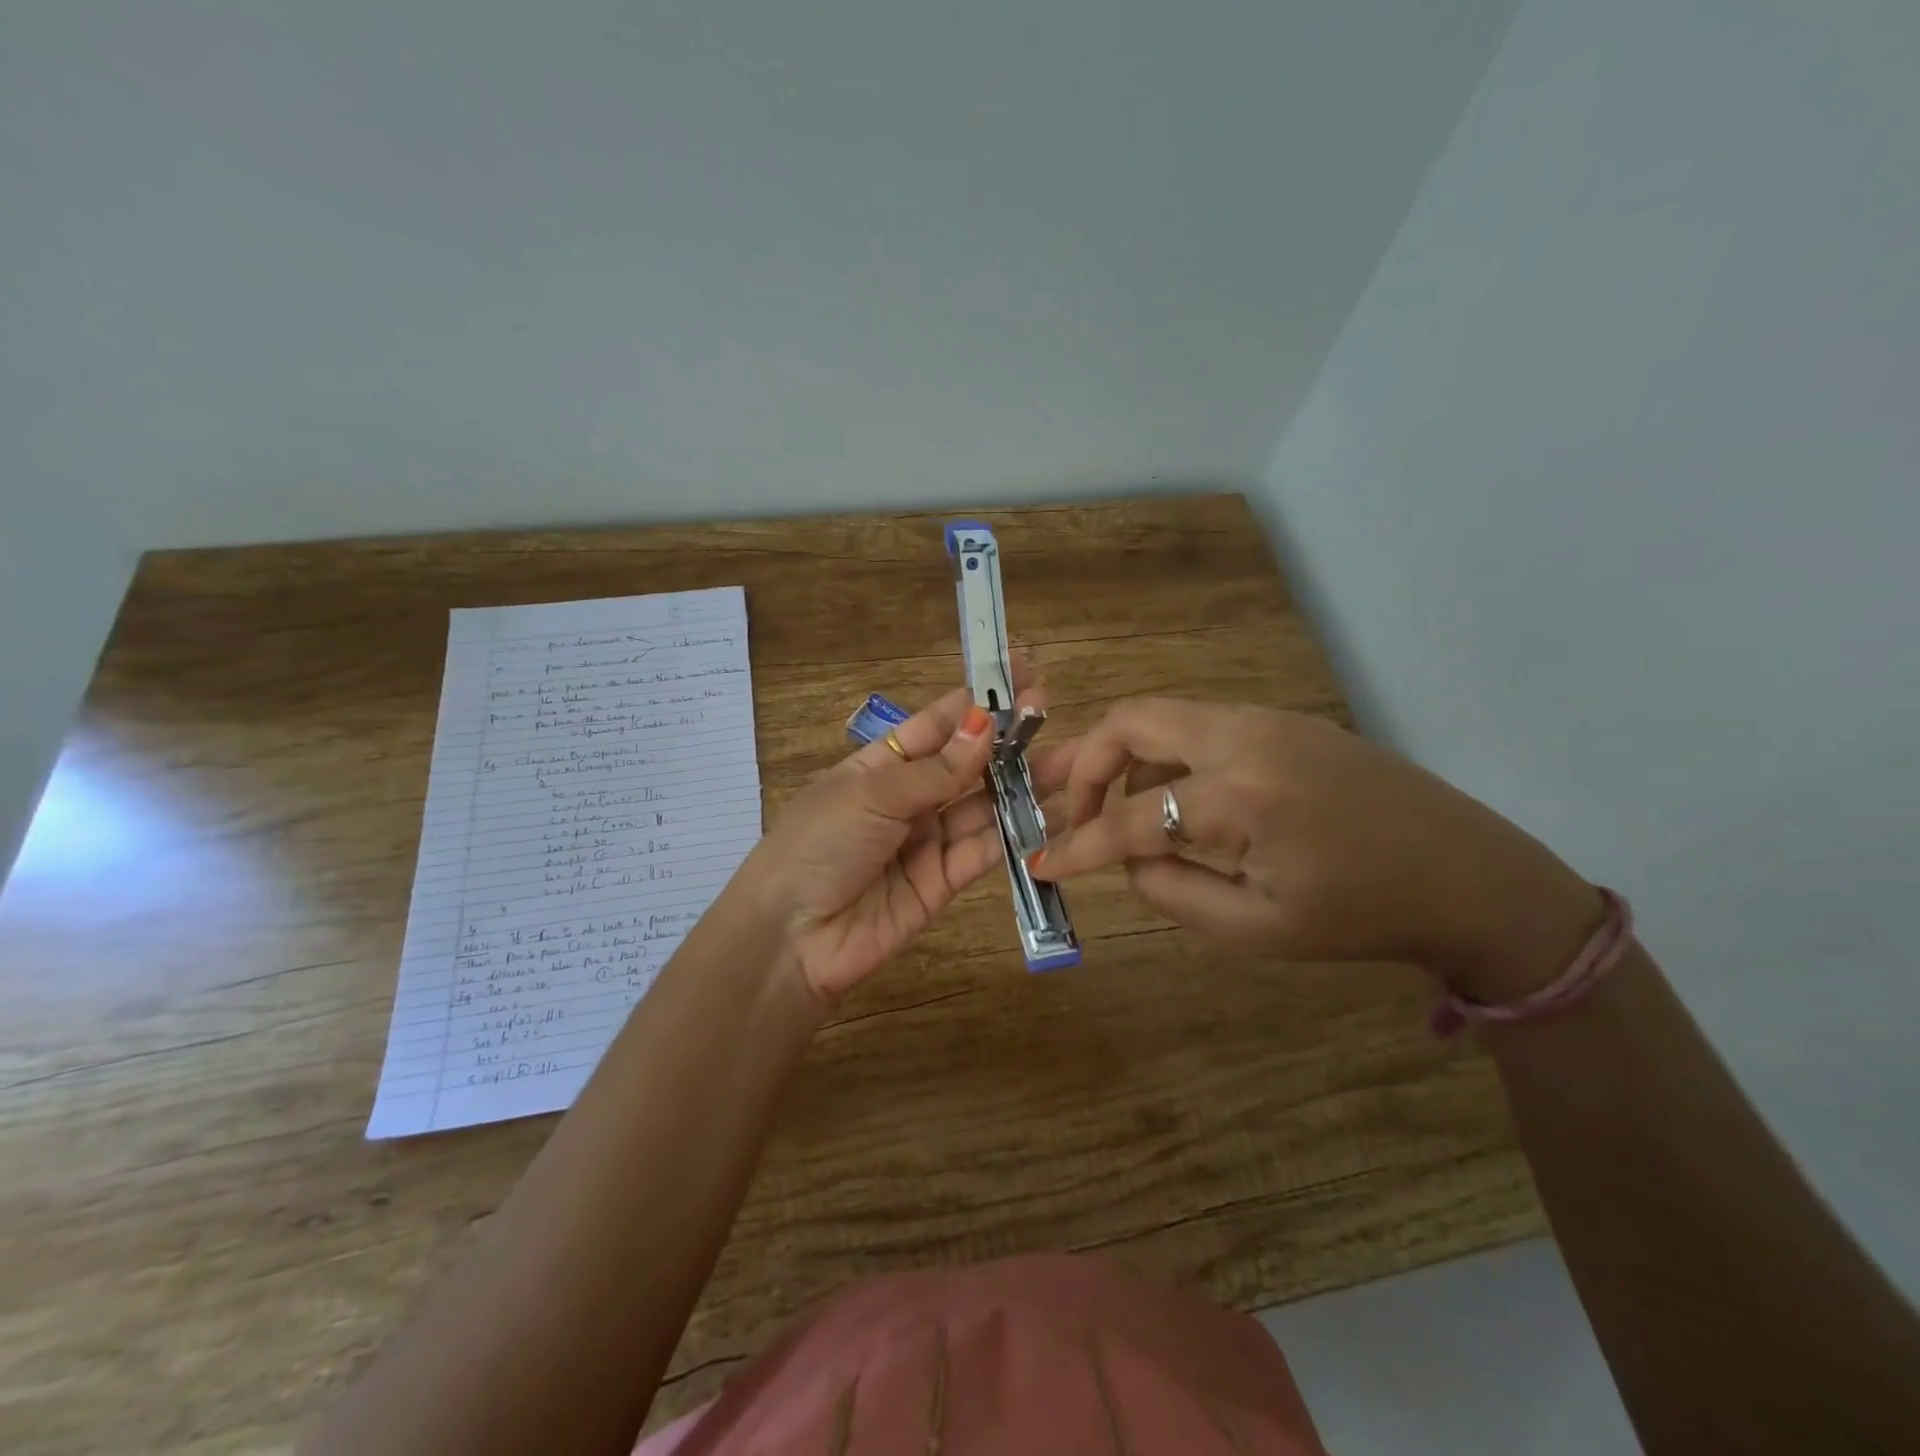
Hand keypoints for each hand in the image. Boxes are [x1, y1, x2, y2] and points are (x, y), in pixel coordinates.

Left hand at [743, 683, 1043, 1001]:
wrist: (791, 938)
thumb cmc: (819, 844)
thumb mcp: (872, 795)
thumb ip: (935, 770)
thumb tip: (986, 727)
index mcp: (879, 765)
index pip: (936, 724)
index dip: (977, 700)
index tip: (1020, 673)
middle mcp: (908, 798)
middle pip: (966, 763)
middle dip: (1008, 739)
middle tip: (1052, 713)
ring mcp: (927, 840)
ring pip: (983, 804)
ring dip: (1023, 782)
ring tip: (1071, 759)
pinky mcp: (944, 881)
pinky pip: (985, 849)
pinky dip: (1018, 832)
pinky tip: (1053, 811)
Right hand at [1027, 698, 1601, 995]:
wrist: (1467, 876)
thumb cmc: (1363, 917)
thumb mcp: (1256, 929)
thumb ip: (1170, 892)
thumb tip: (1126, 860)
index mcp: (1242, 797)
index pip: (1130, 817)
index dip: (1079, 845)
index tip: (1042, 862)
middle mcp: (1245, 738)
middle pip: (1131, 721)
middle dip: (1085, 766)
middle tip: (1070, 811)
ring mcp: (1267, 719)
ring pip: (1162, 715)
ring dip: (1124, 757)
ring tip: (1117, 809)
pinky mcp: (1282, 720)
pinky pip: (1198, 725)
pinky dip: (1165, 754)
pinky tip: (1174, 796)